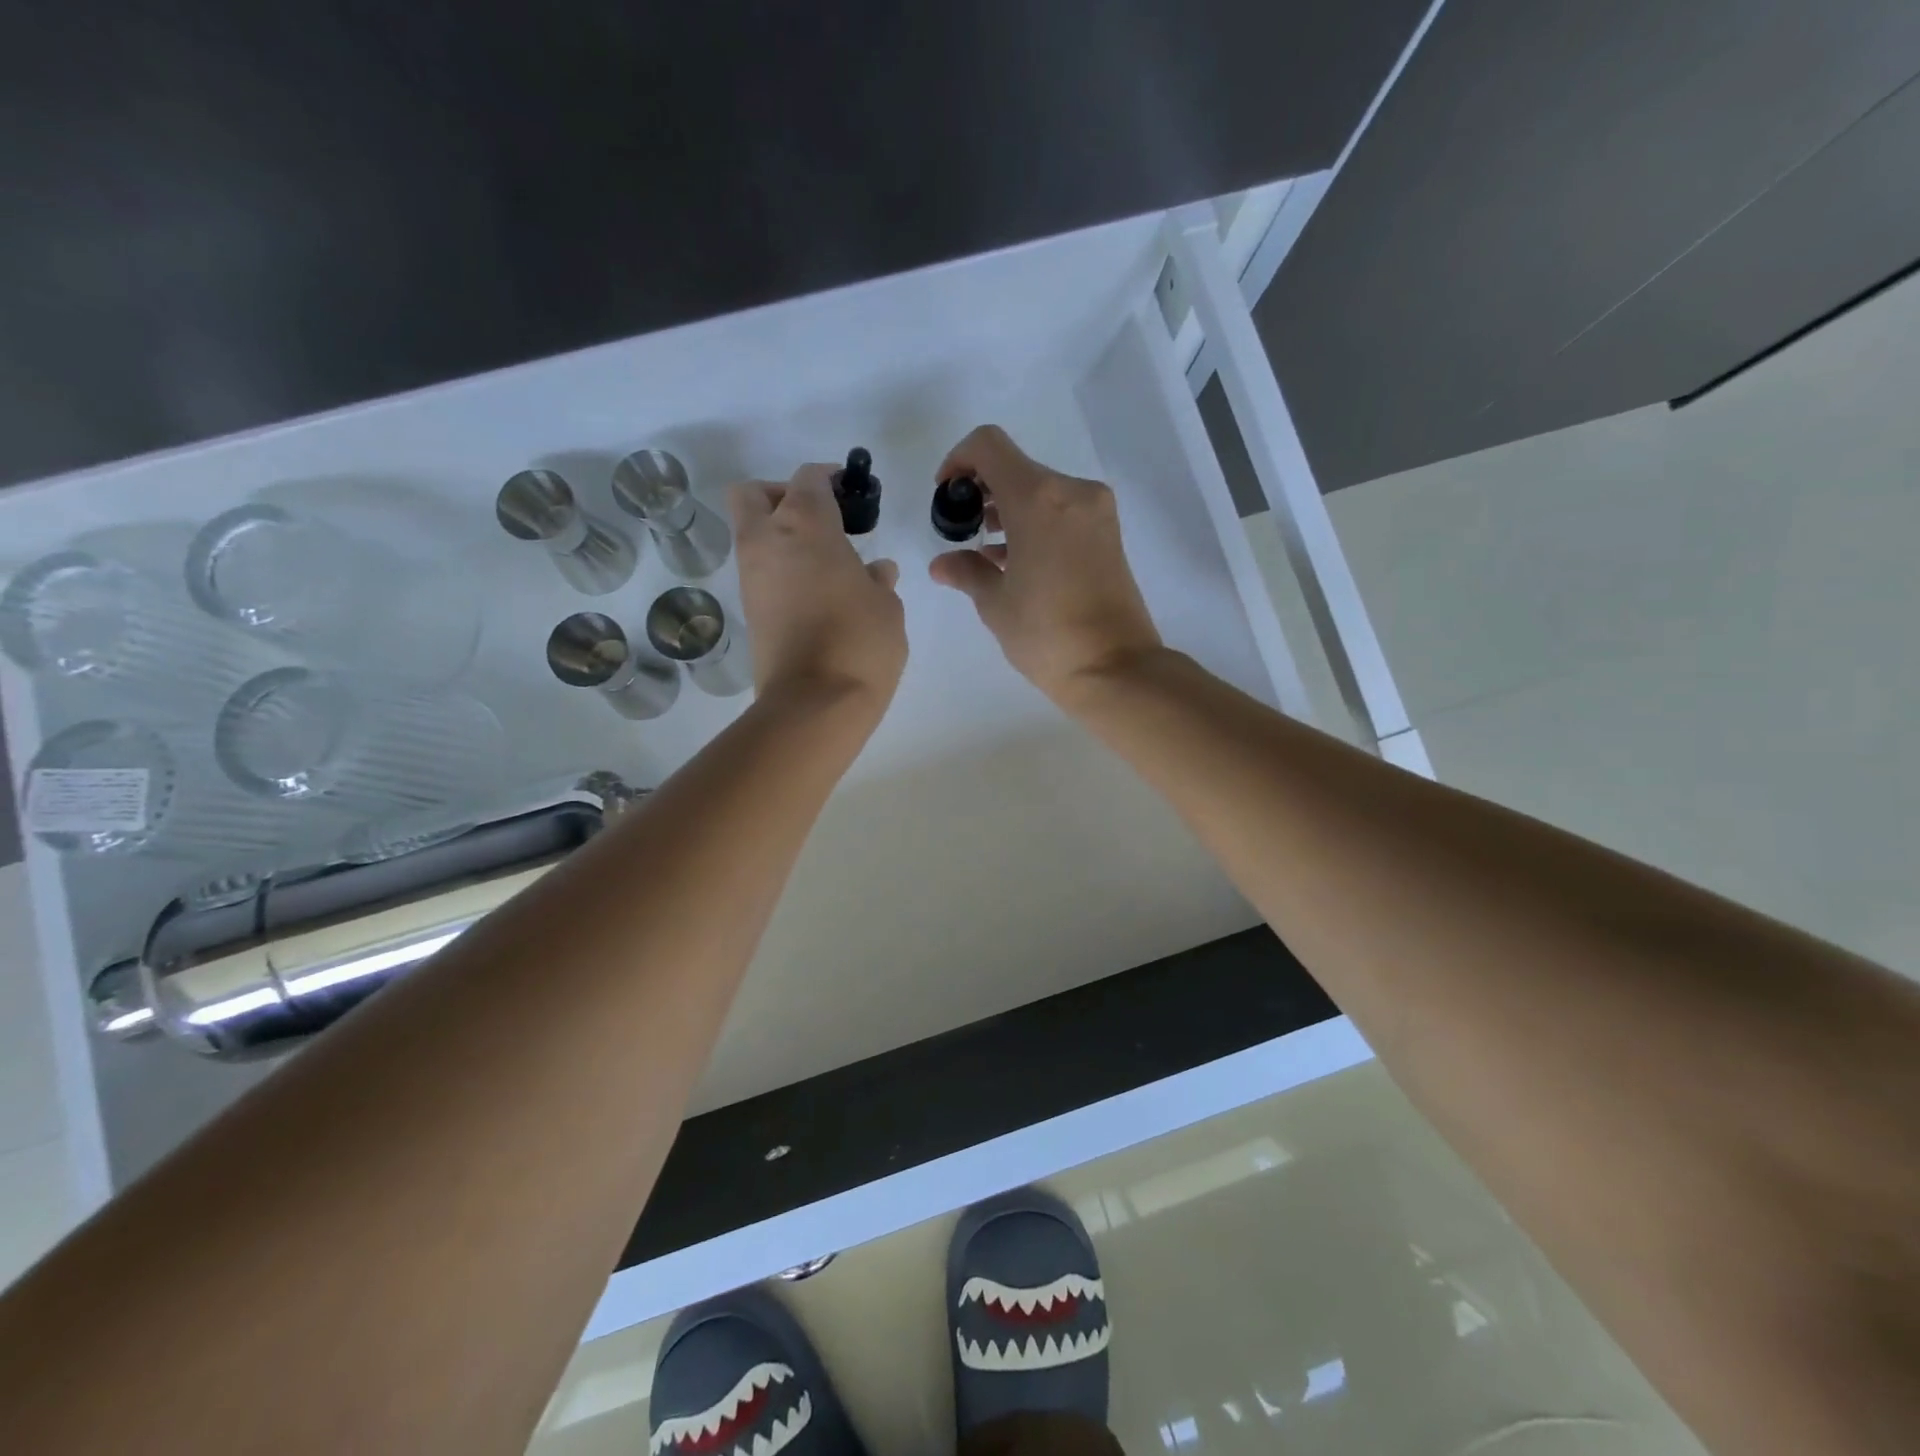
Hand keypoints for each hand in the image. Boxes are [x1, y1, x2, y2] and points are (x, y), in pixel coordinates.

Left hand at [731, 465, 906, 706]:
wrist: (814, 703)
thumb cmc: (860, 642)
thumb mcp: (886, 606)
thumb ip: (878, 581)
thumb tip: (874, 573)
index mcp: (805, 524)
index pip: (808, 479)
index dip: (829, 478)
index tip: (850, 491)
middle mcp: (767, 541)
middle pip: (754, 493)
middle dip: (782, 495)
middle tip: (819, 518)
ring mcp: (751, 577)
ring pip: (752, 534)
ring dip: (781, 537)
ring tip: (826, 563)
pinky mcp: (749, 611)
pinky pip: (760, 573)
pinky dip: (781, 571)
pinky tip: (817, 594)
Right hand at [928, 425, 1161, 704]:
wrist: (1114, 668)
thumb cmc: (1046, 635)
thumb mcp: (995, 604)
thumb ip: (966, 572)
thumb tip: (942, 563)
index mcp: (1038, 499)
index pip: (988, 446)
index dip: (958, 461)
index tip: (947, 495)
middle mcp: (1071, 492)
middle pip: (1016, 468)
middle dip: (983, 491)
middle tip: (964, 529)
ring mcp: (1096, 512)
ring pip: (1041, 490)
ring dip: (1010, 509)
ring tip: (988, 551)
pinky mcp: (1108, 534)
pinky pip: (1062, 511)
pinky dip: (1036, 523)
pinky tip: (1016, 560)